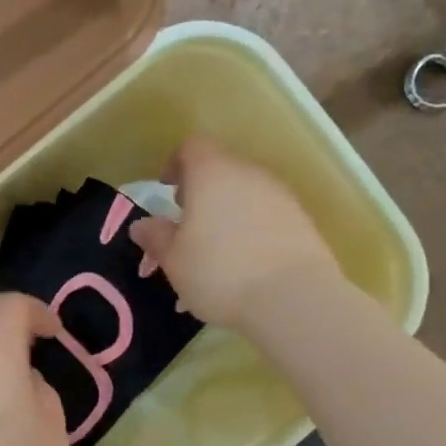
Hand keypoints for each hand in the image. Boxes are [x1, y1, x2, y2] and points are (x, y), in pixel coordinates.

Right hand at [129, 136, 338, 330]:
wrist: (293, 300)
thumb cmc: (220, 273)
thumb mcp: (174, 260)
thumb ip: (156, 237)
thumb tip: (142, 225)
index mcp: (212, 173)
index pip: (193, 146)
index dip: (176, 163)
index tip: (167, 190)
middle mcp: (249, 174)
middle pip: (222, 168)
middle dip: (202, 191)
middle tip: (188, 223)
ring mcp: (281, 195)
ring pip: (246, 193)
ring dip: (228, 211)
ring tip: (217, 249)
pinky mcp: (302, 220)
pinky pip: (268, 214)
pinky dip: (253, 228)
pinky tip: (246, 263)